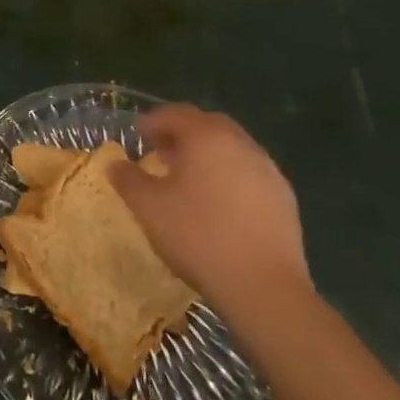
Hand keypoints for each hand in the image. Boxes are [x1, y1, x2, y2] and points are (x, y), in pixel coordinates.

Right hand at [110, 104, 309, 308]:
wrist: (263, 286)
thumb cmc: (198, 235)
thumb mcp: (149, 207)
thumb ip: (129, 179)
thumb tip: (115, 164)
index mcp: (206, 136)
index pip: (176, 113)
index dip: (153, 121)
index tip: (138, 134)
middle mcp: (240, 143)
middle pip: (207, 125)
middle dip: (183, 133)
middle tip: (162, 152)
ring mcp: (267, 170)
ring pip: (231, 148)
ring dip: (208, 155)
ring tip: (189, 179)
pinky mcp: (284, 198)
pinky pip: (249, 173)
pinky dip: (230, 176)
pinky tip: (219, 204)